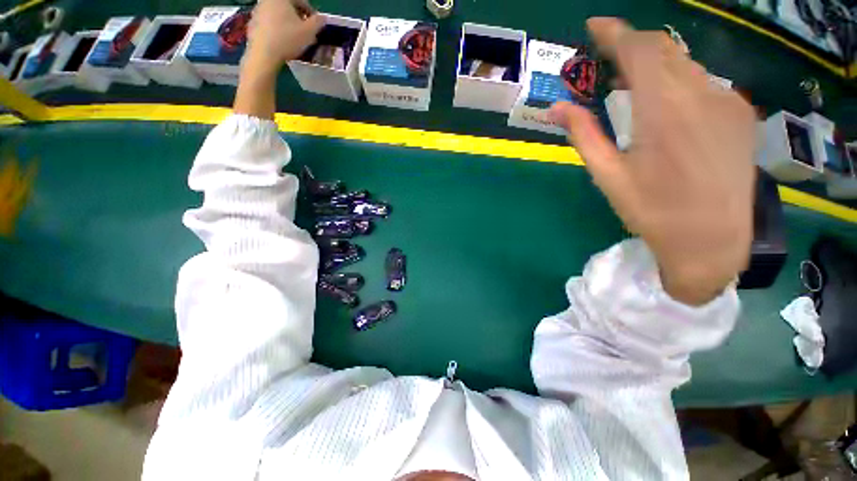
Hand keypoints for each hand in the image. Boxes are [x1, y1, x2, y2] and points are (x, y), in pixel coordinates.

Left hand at [244, 0, 322, 72]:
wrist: (264, 54)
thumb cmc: (288, 39)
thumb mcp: (309, 32)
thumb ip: (318, 22)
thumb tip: (322, 18)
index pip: (300, 0)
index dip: (311, 12)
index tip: (315, 25)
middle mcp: (267, 0)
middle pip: (287, 6)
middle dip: (298, 18)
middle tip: (305, 32)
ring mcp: (258, 10)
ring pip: (278, 14)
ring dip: (287, 23)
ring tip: (295, 38)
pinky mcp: (252, 22)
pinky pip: (269, 22)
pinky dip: (277, 29)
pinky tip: (282, 42)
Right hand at [549, 18, 756, 304]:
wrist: (711, 240)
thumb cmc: (652, 211)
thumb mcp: (608, 175)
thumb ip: (584, 135)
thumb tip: (555, 108)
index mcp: (663, 110)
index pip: (640, 50)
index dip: (615, 32)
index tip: (594, 26)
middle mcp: (701, 94)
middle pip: (664, 49)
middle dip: (632, 46)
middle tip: (606, 59)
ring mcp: (727, 101)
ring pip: (686, 63)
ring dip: (655, 64)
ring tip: (631, 82)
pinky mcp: (740, 114)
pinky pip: (704, 81)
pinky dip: (678, 80)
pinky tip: (666, 103)